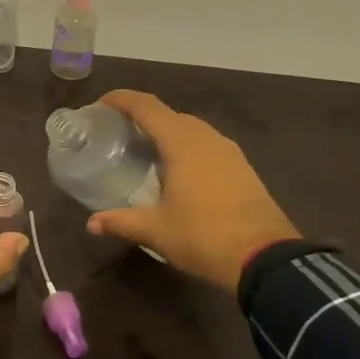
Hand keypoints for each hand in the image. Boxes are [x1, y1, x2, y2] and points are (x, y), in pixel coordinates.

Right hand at [85, 90, 299, 291]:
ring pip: (190, 130)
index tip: (99, 105)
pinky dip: (186, 149)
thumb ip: (122, 222)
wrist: (266, 259)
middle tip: (117, 134)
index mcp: (182, 142)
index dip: (121, 99)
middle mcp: (206, 137)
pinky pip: (206, 146)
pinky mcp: (243, 168)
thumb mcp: (156, 231)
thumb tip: (92, 223)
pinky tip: (177, 173)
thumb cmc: (204, 236)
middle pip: (168, 115)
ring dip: (166, 134)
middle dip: (141, 118)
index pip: (146, 106)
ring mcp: (229, 151)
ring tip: (144, 153)